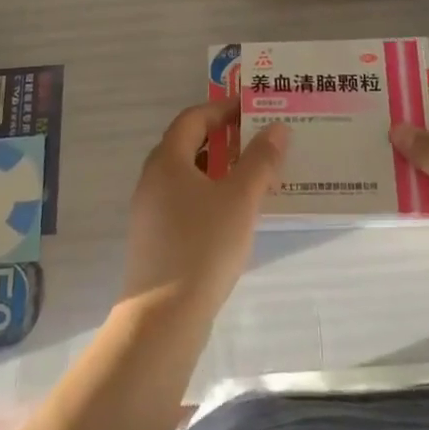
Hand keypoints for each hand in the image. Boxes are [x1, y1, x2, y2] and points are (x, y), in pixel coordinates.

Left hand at [119, 97, 287, 322]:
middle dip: (223, 138)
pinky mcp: (155, 240)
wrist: (163, 320)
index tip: (252, 109)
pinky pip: (184, 202)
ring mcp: (150, 212)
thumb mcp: (240, 199)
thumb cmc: (203, 246)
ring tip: (253, 174)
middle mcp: (152, 180)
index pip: (193, 118)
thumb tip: (278, 128)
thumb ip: (260, 160)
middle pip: (188, 145)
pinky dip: (209, 195)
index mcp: (167, 161)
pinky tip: (234, 214)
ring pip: (187, 176)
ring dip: (218, 168)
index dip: (222, 109)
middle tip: (257, 138)